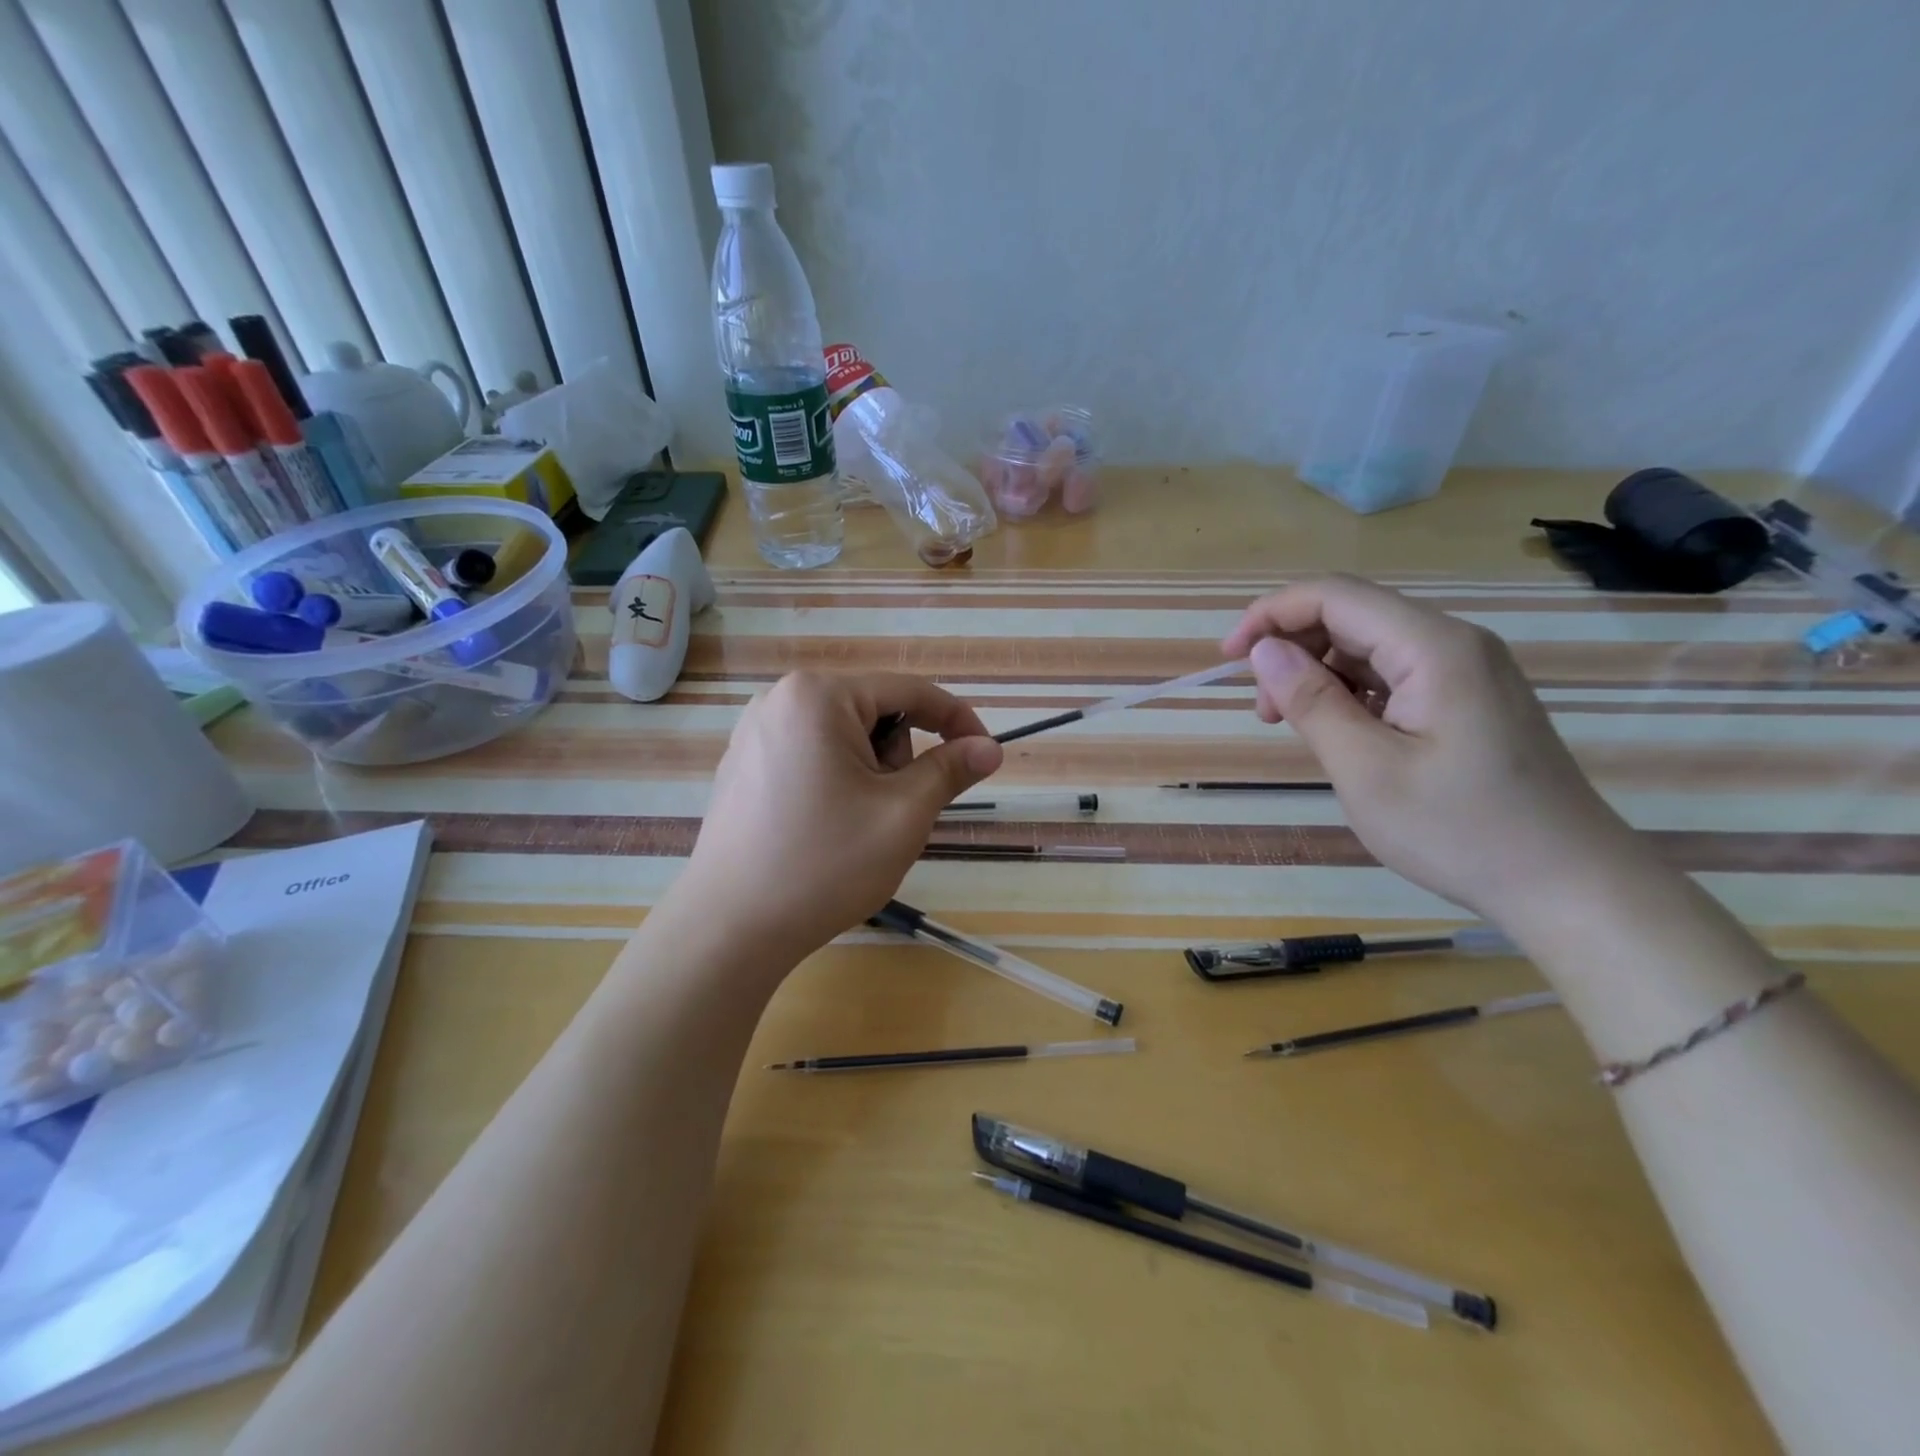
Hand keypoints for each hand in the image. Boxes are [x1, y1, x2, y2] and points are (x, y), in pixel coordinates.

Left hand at [677, 671, 1002, 964]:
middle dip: (897, 758)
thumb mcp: (902, 814)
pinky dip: (835, 783)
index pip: (909, 690)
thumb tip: (990, 747)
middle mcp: (780, 699)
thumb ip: (950, 770)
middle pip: (873, 712)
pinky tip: (823, 829)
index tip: (985, 754)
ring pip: (843, 738)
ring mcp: (755, 733)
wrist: (729, 928)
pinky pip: (810, 757)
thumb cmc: (824, 864)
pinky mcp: (743, 765)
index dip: (956, 720)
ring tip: (854, 826)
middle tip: (891, 812)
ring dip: (869, 774)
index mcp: (818, 696)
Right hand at [1222, 575, 1634, 923]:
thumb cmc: (1460, 831)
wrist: (1570, 884)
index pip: (1335, 596)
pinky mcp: (1469, 698)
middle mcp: (1454, 643)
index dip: (1271, 614)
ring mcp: (1467, 670)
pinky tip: (1339, 731)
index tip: (1227, 657)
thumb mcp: (1366, 771)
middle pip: (1352, 615)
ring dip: (1318, 672)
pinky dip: (1350, 692)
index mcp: (1433, 648)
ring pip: (1370, 645)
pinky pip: (1393, 673)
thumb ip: (1311, 702)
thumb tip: (1263, 650)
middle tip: (1262, 709)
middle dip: (1291, 647)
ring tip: (1292, 724)